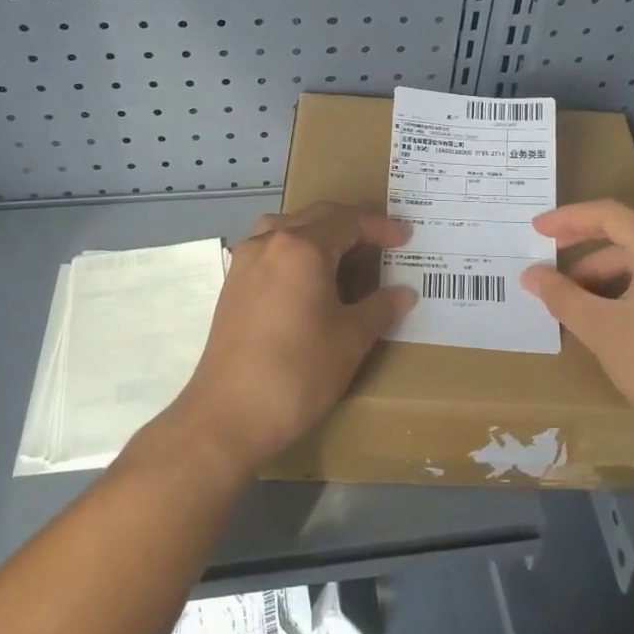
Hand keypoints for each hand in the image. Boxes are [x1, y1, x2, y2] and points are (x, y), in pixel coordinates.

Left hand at [166, 203, 415, 477]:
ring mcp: (245, 262)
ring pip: (287, 229)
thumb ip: (381, 308)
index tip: (405, 238)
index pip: (347, 221)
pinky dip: (295, 251)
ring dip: (319, 233)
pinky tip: (308, 279)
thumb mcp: (351, 339)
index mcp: (302, 247)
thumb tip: (404, 293)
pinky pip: (270, 250)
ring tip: (344, 254)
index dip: (379, 227)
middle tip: (381, 242)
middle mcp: (269, 243)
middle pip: (316, 217)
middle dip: (352, 225)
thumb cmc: (298, 372)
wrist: (228, 416)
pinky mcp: (232, 285)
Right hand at [520, 200, 633, 439]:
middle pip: (632, 228)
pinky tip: (612, 305)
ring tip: (577, 295)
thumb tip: (531, 275)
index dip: (568, 219)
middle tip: (552, 257)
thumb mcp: (601, 330)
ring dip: (610, 268)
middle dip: (587, 244)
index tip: (537, 230)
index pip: (610, 214)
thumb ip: (561, 295)